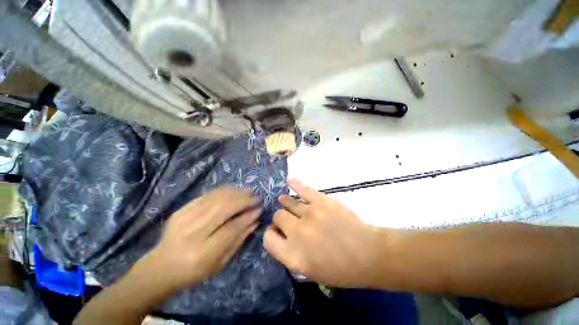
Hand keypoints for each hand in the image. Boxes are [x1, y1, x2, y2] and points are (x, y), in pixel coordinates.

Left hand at [139, 187, 261, 289]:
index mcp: (202, 253)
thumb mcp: (220, 263)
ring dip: (236, 193)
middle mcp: (192, 233)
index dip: (248, 216)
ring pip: (216, 199)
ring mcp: (184, 219)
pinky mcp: (181, 210)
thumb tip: (255, 221)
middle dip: (244, 200)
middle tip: (257, 196)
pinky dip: (224, 191)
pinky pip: (207, 196)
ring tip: (249, 191)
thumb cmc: (194, 271)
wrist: (160, 268)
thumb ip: (238, 240)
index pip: (231, 228)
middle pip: (224, 208)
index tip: (259, 209)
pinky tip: (234, 189)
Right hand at [263, 179, 380, 287]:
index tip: (276, 231)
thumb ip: (291, 254)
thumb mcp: (311, 272)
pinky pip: (303, 189)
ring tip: (284, 200)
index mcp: (293, 256)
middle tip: (288, 218)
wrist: (368, 254)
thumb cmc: (341, 269)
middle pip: (278, 217)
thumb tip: (282, 235)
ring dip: (285, 202)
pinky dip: (295, 184)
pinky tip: (290, 181)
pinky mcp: (321, 201)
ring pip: (288, 203)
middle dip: (281, 218)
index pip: (268, 239)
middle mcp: (297, 233)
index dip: (270, 234)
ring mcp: (309, 214)